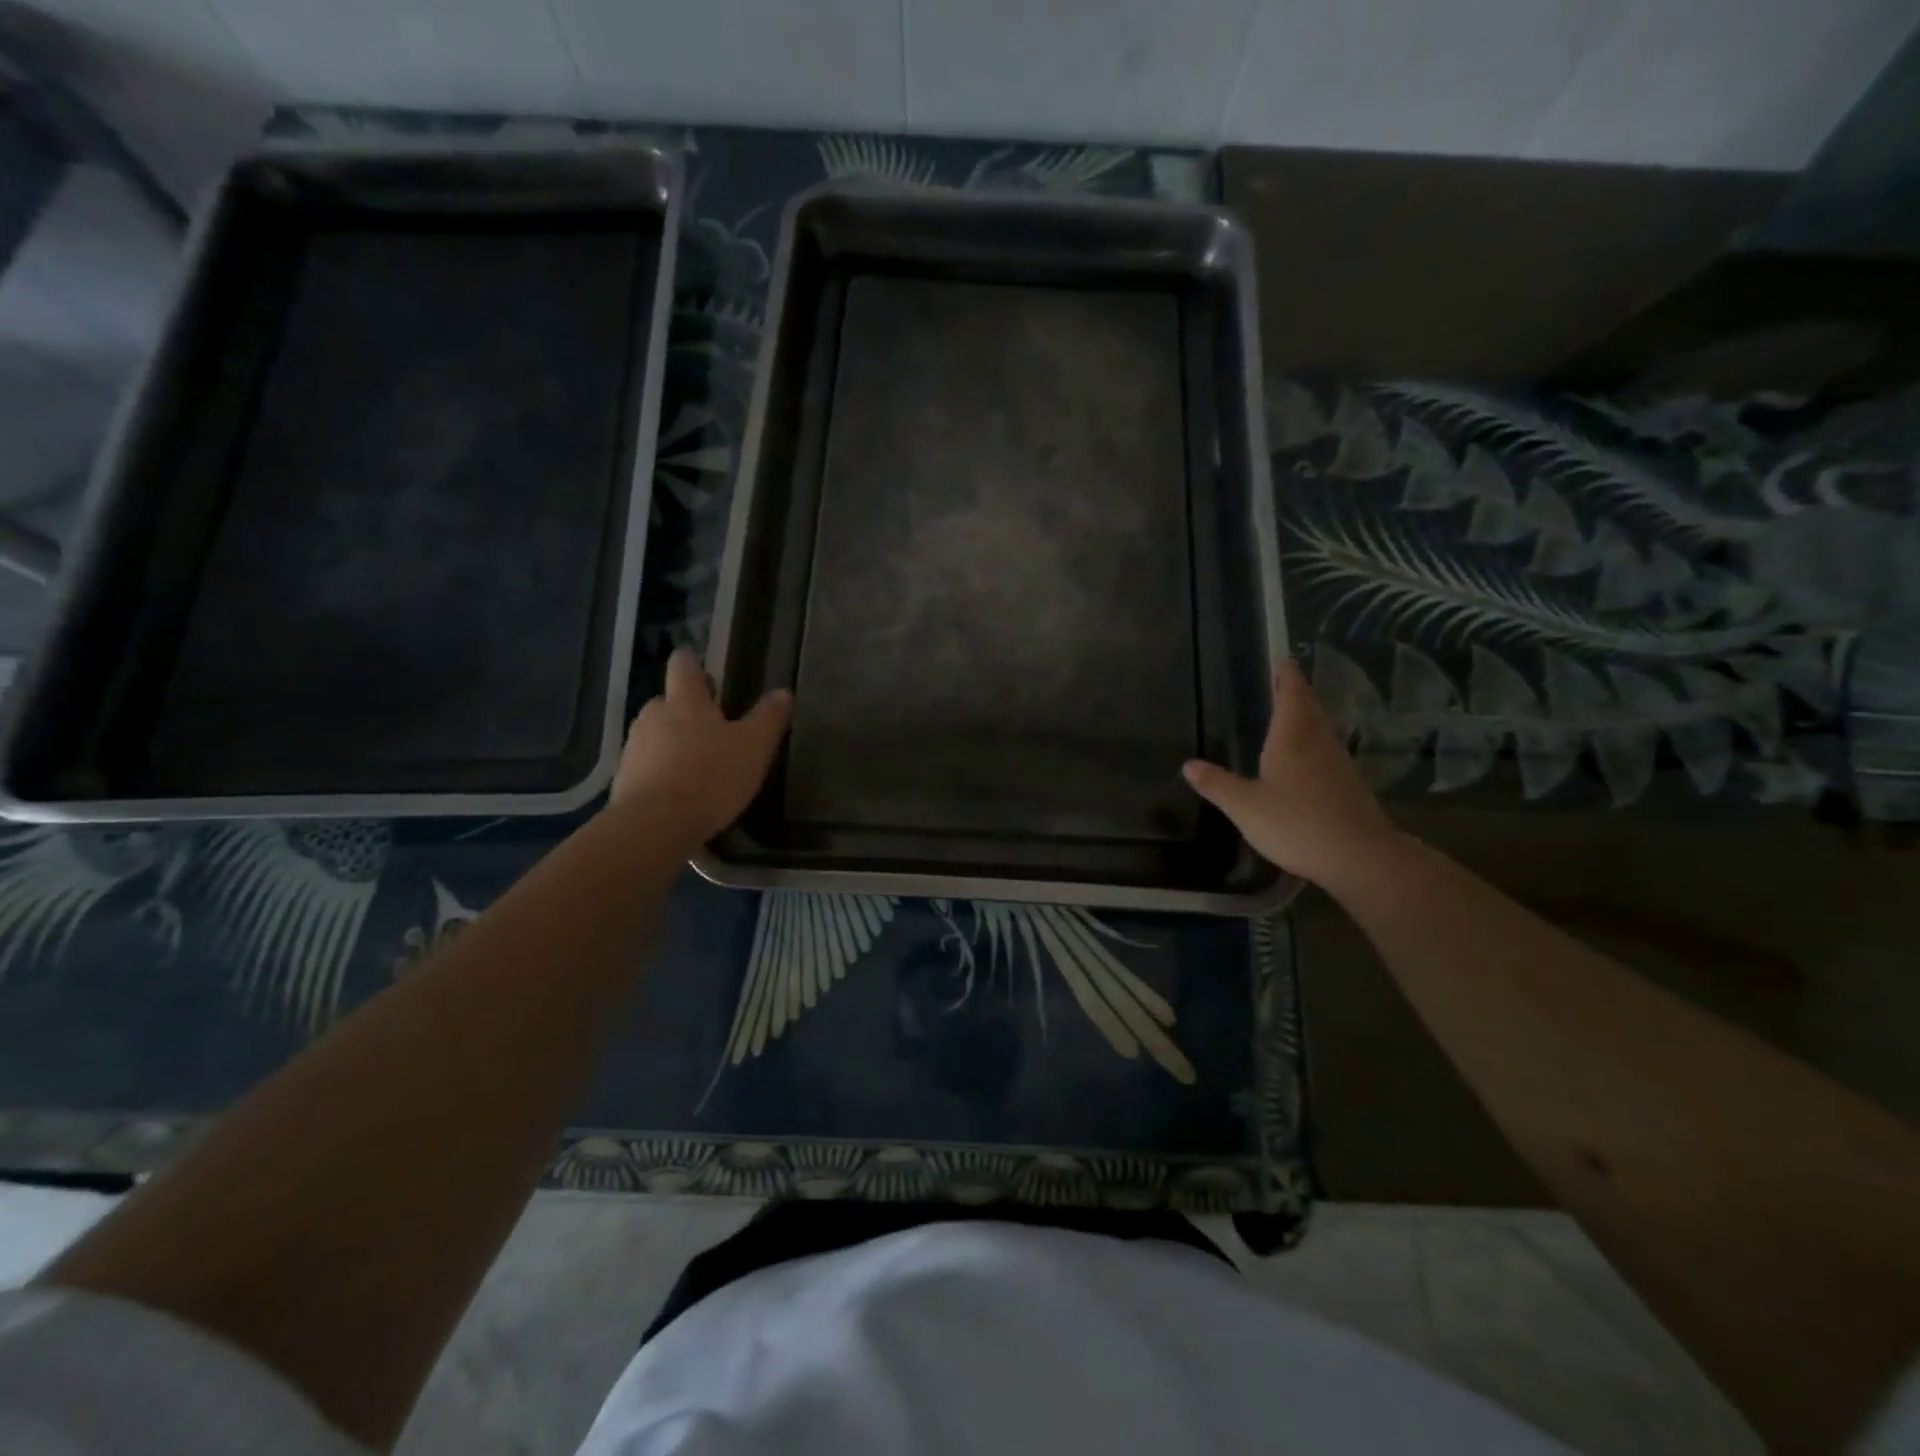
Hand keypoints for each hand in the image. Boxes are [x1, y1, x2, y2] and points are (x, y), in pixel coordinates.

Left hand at [613, 649, 791, 844]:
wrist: (654, 826)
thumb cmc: (710, 776)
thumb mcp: (754, 747)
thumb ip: (768, 718)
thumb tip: (783, 692)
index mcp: (684, 700)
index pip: (683, 665)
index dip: (693, 664)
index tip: (706, 674)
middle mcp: (653, 716)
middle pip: (668, 702)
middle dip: (688, 711)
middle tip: (714, 730)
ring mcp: (634, 748)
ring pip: (657, 735)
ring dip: (675, 744)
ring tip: (701, 766)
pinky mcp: (624, 780)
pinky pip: (647, 766)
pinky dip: (663, 773)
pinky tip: (682, 794)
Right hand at [1182, 660, 1403, 893]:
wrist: (1359, 857)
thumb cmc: (1297, 824)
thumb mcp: (1245, 807)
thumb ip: (1217, 785)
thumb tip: (1188, 765)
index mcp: (1291, 739)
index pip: (1290, 696)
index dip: (1286, 677)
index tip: (1283, 659)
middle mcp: (1318, 744)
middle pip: (1310, 708)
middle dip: (1298, 692)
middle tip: (1286, 679)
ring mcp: (1338, 765)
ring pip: (1322, 729)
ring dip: (1310, 715)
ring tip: (1296, 711)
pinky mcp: (1349, 786)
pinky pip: (1329, 751)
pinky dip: (1317, 742)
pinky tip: (1310, 756)